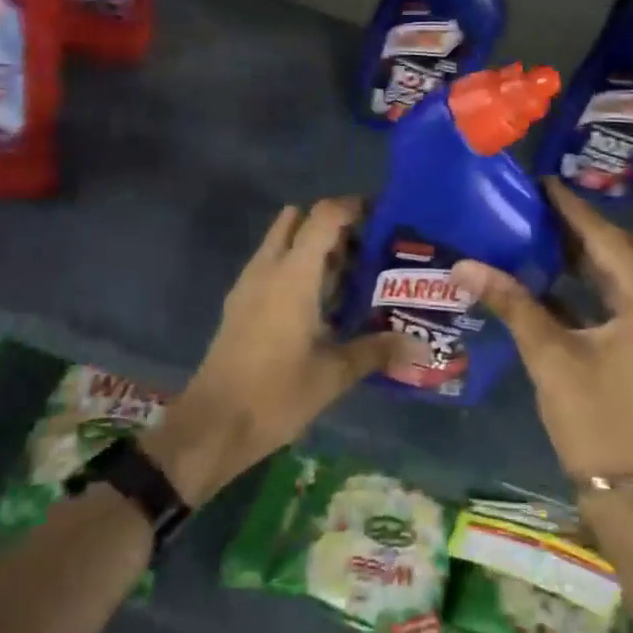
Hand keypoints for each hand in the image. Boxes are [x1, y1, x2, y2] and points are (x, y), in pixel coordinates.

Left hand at [141, 198, 398, 505]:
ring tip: (350, 276)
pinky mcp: (240, 304)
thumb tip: (420, 347)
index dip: (353, 207)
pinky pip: (272, 266)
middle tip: (366, 248)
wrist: (212, 425)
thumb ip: (376, 351)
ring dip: (313, 247)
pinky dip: (296, 268)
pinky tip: (321, 304)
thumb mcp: (333, 374)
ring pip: (282, 243)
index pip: (323, 216)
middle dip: (332, 225)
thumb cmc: (275, 394)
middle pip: (299, 220)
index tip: (382, 214)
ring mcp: (249, 285)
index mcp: (293, 274)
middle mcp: (268, 268)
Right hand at [453, 179, 632, 482]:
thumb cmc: (593, 420)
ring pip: (632, 275)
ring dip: (595, 256)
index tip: (544, 184)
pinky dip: (597, 285)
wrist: (629, 493)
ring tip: (547, 239)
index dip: (575, 211)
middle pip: (632, 250)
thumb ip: (511, 303)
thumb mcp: (549, 356)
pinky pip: (627, 300)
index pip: (610, 241)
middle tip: (545, 216)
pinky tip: (558, 283)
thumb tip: (463, 266)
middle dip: (590, 229)